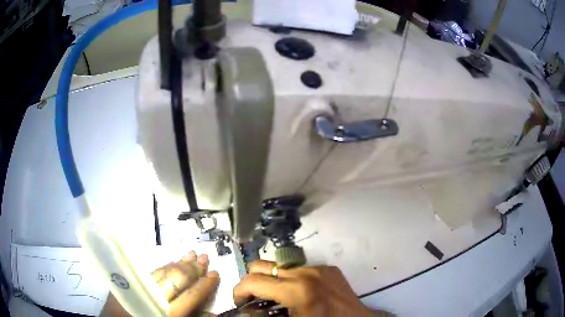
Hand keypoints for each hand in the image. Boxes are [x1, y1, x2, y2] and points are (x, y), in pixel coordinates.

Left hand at [100, 251, 219, 316]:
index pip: (190, 297)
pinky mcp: (128, 282)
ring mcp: (138, 287)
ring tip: (191, 253)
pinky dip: (163, 266)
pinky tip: (171, 261)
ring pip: (162, 272)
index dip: (204, 285)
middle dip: (192, 269)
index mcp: (166, 314)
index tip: (215, 273)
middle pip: (176, 280)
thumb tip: (212, 313)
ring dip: (179, 263)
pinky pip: (149, 272)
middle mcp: (152, 298)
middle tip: (204, 256)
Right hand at [233, 260, 380, 316]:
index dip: (239, 291)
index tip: (240, 302)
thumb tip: (248, 311)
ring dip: (273, 281)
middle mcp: (306, 272)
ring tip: (278, 298)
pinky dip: (292, 280)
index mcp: (296, 290)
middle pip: (262, 265)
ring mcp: (319, 268)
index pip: (253, 281)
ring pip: (281, 267)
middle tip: (254, 297)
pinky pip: (301, 270)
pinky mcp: (329, 269)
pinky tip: (300, 295)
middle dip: (251, 281)